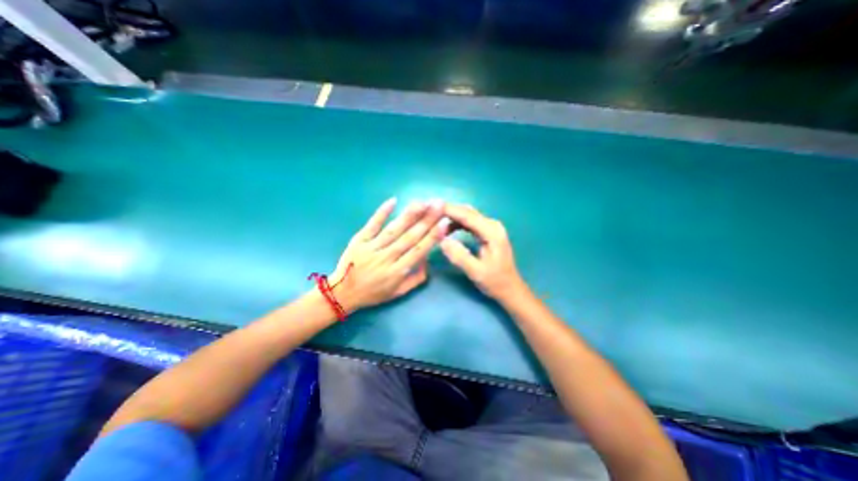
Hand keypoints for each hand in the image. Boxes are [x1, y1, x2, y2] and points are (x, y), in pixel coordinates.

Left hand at [329, 197, 448, 314]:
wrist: (342, 294)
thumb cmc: (374, 293)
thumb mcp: (398, 292)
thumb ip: (416, 277)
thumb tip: (427, 258)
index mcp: (397, 272)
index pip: (419, 251)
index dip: (433, 237)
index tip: (444, 222)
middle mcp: (386, 258)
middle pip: (409, 237)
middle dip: (426, 220)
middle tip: (438, 205)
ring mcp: (371, 248)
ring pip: (393, 229)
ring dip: (409, 215)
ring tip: (423, 202)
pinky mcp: (358, 240)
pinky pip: (372, 225)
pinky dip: (382, 212)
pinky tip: (393, 201)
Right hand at [438, 204, 526, 300]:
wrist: (510, 288)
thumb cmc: (495, 281)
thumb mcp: (476, 272)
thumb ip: (459, 256)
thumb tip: (442, 240)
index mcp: (491, 231)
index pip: (467, 215)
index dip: (449, 210)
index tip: (431, 207)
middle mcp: (492, 225)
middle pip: (467, 212)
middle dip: (448, 211)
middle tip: (428, 213)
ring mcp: (490, 228)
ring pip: (467, 216)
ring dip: (451, 217)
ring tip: (434, 221)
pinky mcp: (487, 232)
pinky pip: (469, 223)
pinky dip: (457, 223)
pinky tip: (447, 229)